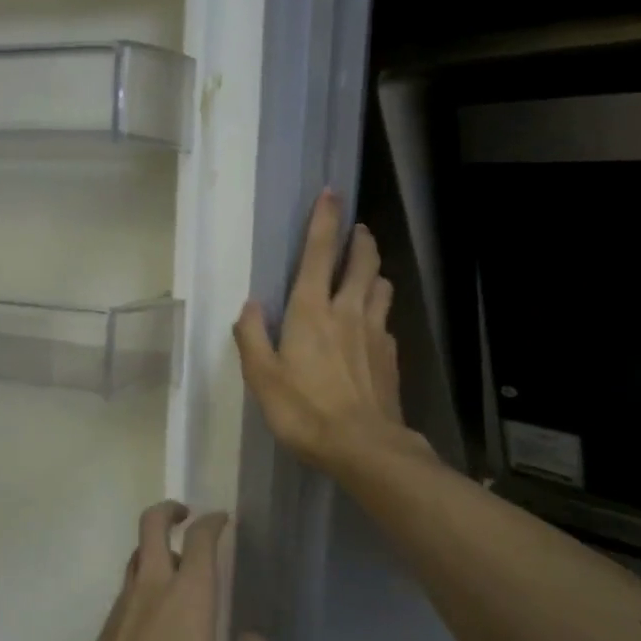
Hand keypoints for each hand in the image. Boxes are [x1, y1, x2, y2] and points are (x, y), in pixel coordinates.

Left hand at [56, 502, 269, 640]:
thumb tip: (253, 639)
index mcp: (187, 594)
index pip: (199, 539)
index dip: (212, 522)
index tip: (223, 519)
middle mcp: (153, 586)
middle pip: (151, 525)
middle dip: (169, 510)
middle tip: (185, 514)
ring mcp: (125, 602)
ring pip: (136, 553)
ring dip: (154, 544)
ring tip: (175, 560)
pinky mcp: (108, 624)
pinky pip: (129, 583)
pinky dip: (144, 576)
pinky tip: (158, 608)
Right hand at [233, 189, 420, 472]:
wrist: (364, 446)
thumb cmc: (304, 410)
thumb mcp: (262, 377)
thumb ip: (252, 337)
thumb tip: (250, 305)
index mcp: (311, 310)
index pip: (318, 252)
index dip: (324, 220)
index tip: (331, 193)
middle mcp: (348, 311)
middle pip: (362, 261)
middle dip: (360, 239)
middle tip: (357, 230)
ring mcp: (375, 332)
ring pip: (381, 286)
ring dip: (374, 272)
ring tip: (366, 274)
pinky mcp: (391, 355)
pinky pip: (386, 320)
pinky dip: (379, 312)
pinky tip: (372, 327)